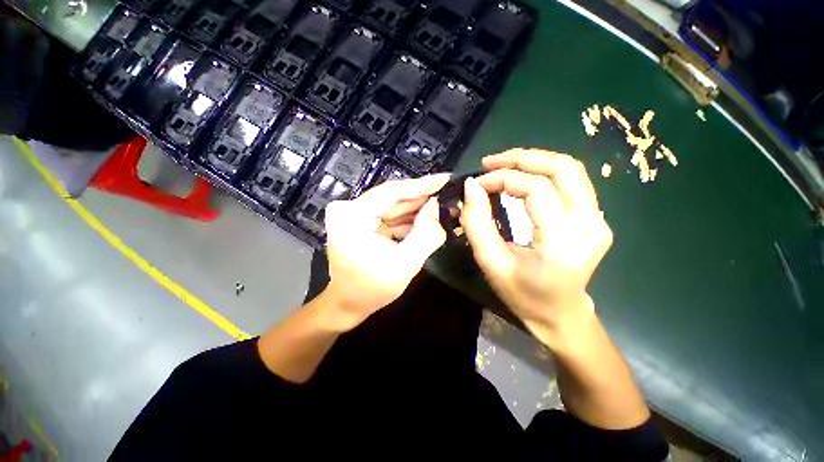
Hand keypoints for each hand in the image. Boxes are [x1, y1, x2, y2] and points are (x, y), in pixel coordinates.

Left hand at [322, 173, 449, 329]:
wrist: (347, 305)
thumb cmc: (372, 289)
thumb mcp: (405, 264)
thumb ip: (425, 234)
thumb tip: (435, 206)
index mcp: (352, 216)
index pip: (392, 192)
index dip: (421, 185)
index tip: (445, 178)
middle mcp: (349, 209)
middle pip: (393, 198)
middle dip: (422, 198)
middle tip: (448, 194)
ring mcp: (354, 215)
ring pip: (393, 206)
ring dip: (417, 208)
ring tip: (443, 207)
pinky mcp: (361, 223)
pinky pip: (389, 216)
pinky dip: (408, 219)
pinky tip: (427, 219)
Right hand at [460, 149, 612, 345]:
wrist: (561, 315)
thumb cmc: (524, 295)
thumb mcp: (491, 262)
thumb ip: (477, 223)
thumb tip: (471, 186)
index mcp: (564, 239)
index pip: (534, 189)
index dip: (501, 179)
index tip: (476, 183)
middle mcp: (590, 223)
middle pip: (562, 168)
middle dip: (521, 158)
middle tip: (490, 162)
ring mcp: (598, 219)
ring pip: (570, 169)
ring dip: (534, 161)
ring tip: (503, 165)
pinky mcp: (595, 218)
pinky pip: (572, 182)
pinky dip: (544, 172)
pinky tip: (522, 177)